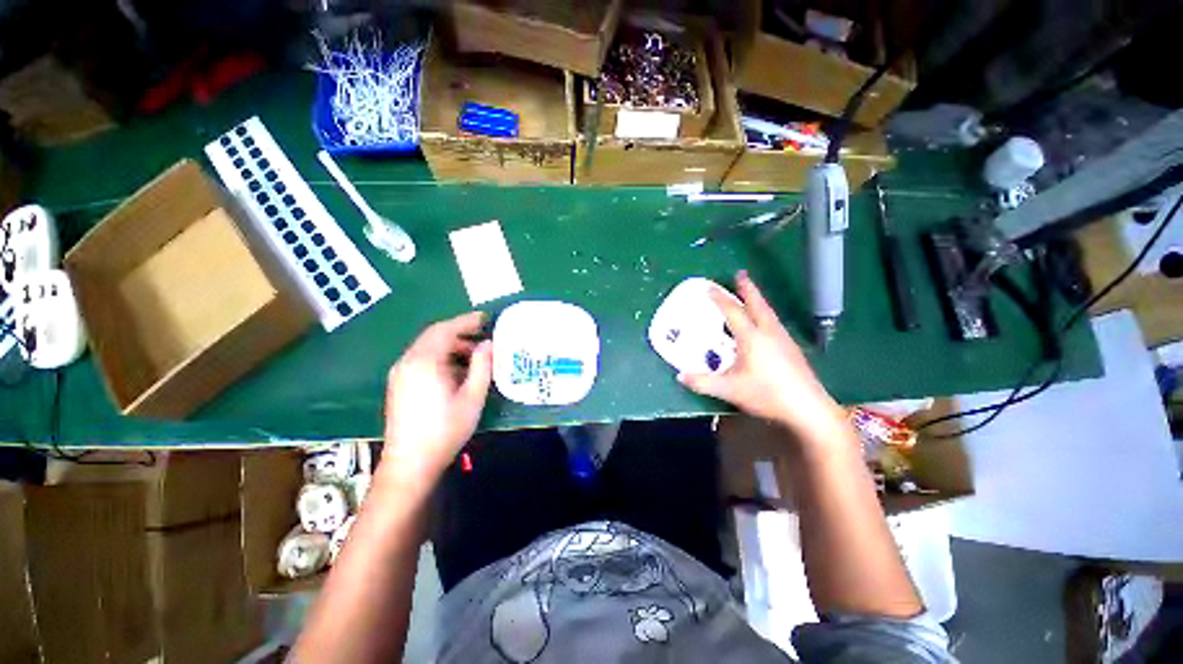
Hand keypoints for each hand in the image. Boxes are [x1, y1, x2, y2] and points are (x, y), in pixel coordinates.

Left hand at [382, 312, 492, 485]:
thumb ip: (482, 366)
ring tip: (474, 353)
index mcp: (425, 362)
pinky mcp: (399, 383)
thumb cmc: (445, 429)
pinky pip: (421, 358)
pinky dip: (440, 355)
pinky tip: (456, 368)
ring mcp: (400, 372)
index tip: (486, 318)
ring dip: (450, 344)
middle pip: (434, 335)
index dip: (467, 320)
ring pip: (427, 346)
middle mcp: (408, 361)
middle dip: (459, 330)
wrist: (410, 462)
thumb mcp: (472, 397)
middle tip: (482, 333)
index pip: (446, 329)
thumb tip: (488, 343)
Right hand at [679, 271, 847, 443]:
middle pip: (757, 304)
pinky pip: (775, 322)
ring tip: (751, 295)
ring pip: (768, 312)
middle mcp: (768, 333)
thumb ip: (703, 382)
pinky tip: (764, 323)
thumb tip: (680, 376)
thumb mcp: (729, 390)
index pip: (733, 312)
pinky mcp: (792, 349)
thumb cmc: (767, 395)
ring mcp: (783, 339)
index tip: (709, 288)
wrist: (808, 408)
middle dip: (747, 288)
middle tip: (740, 275)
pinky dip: (765, 313)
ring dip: (758, 300)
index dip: (719, 299)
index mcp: (752, 338)